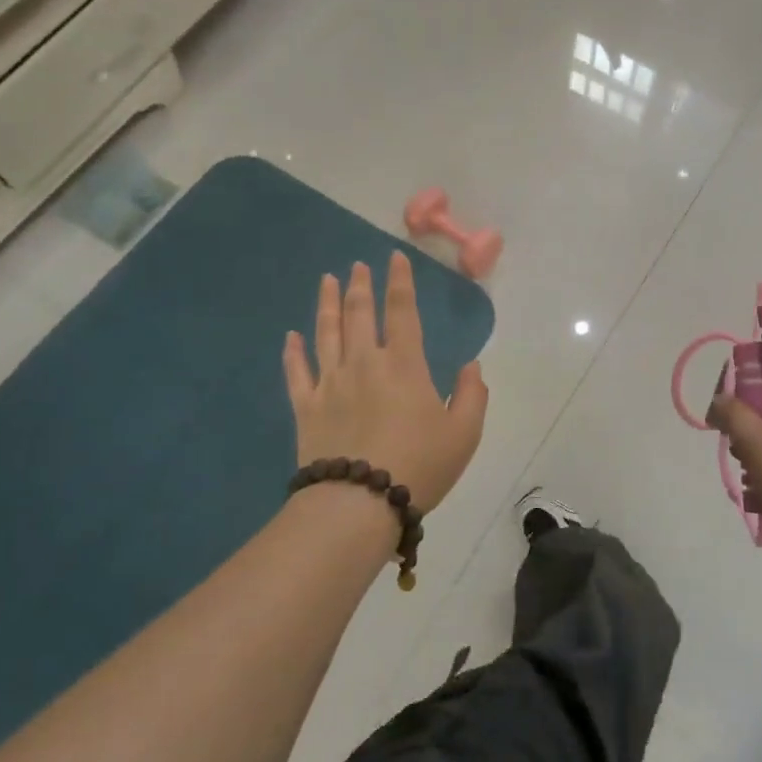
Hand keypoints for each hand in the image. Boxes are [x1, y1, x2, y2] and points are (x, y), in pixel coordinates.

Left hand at [284, 253, 487, 512]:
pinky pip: (297, 372)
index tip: (394, 258)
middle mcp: (363, 363)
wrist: (359, 503)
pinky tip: (290, 336)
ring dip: (326, 304)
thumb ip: (471, 394)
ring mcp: (330, 383)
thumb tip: (471, 366)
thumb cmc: (419, 465)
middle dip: (359, 286)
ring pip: (325, 333)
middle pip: (358, 314)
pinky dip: (293, 352)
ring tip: (326, 280)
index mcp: (403, 365)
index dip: (399, 282)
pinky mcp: (306, 407)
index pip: (401, 311)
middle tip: (357, 266)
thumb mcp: (464, 433)